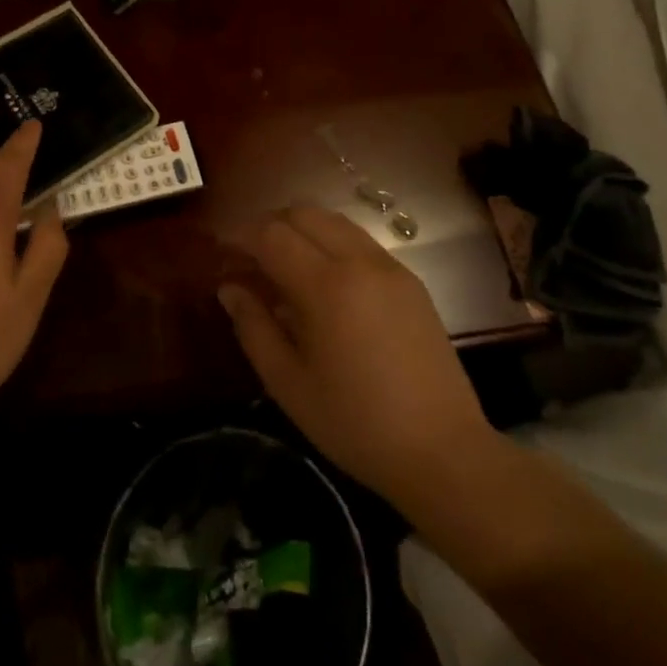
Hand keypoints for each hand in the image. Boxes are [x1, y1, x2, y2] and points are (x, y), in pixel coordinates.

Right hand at [218, 205, 501, 518]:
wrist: (443, 452)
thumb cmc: (355, 423)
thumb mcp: (289, 384)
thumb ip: (253, 327)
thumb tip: (229, 288)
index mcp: (326, 285)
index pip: (272, 234)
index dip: (241, 235)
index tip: (222, 251)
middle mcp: (359, 261)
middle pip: (304, 213)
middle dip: (270, 225)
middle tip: (251, 257)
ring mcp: (390, 267)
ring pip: (335, 221)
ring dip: (303, 230)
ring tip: (285, 266)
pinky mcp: (410, 280)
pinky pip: (360, 241)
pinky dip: (332, 244)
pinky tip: (326, 282)